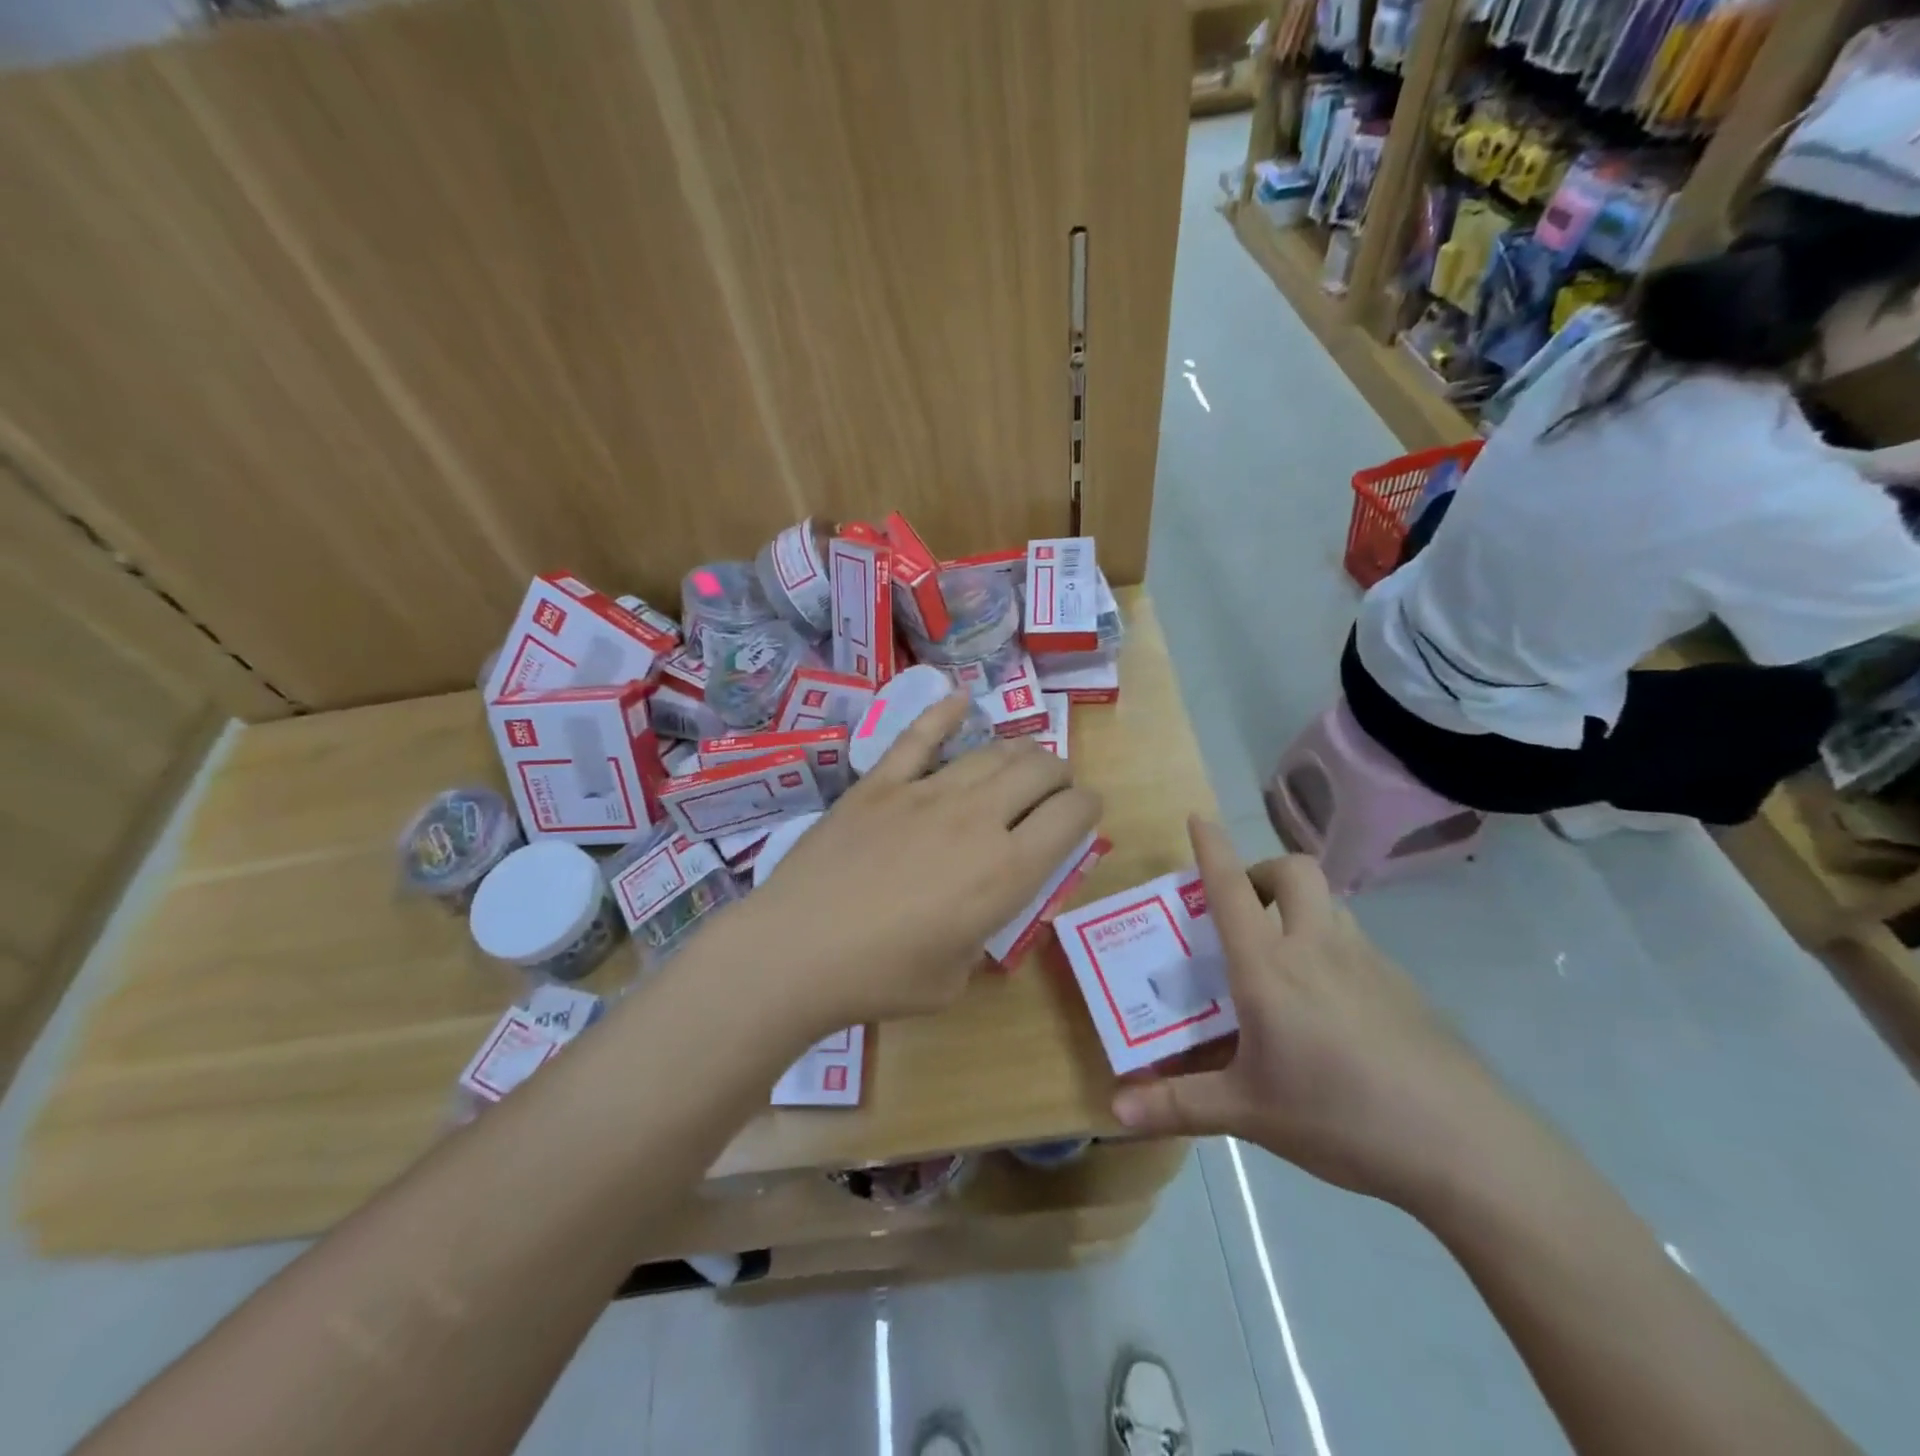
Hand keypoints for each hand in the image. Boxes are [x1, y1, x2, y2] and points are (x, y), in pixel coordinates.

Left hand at [743, 694, 1102, 1032]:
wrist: (797, 951)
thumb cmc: (882, 977)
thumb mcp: (958, 977)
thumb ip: (984, 933)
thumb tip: (985, 907)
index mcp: (1007, 870)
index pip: (1072, 815)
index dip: (1089, 807)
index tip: (1085, 813)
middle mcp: (978, 818)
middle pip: (1039, 769)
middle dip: (1059, 775)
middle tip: (1054, 790)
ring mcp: (926, 792)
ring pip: (992, 752)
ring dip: (1018, 752)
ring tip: (1021, 760)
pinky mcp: (880, 783)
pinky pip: (920, 736)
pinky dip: (945, 714)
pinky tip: (961, 700)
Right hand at [1111, 819, 1516, 1207]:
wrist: (1464, 1146)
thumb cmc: (1340, 1116)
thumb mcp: (1248, 1113)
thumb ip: (1177, 1105)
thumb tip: (1112, 1111)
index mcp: (1269, 967)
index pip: (1231, 889)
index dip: (1212, 848)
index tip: (1198, 816)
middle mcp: (1316, 948)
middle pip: (1294, 870)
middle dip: (1264, 870)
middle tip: (1246, 910)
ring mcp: (1368, 962)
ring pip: (1329, 904)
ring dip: (1300, 907)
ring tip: (1284, 958)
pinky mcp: (1404, 987)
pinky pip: (1357, 944)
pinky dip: (1332, 949)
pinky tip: (1333, 1009)